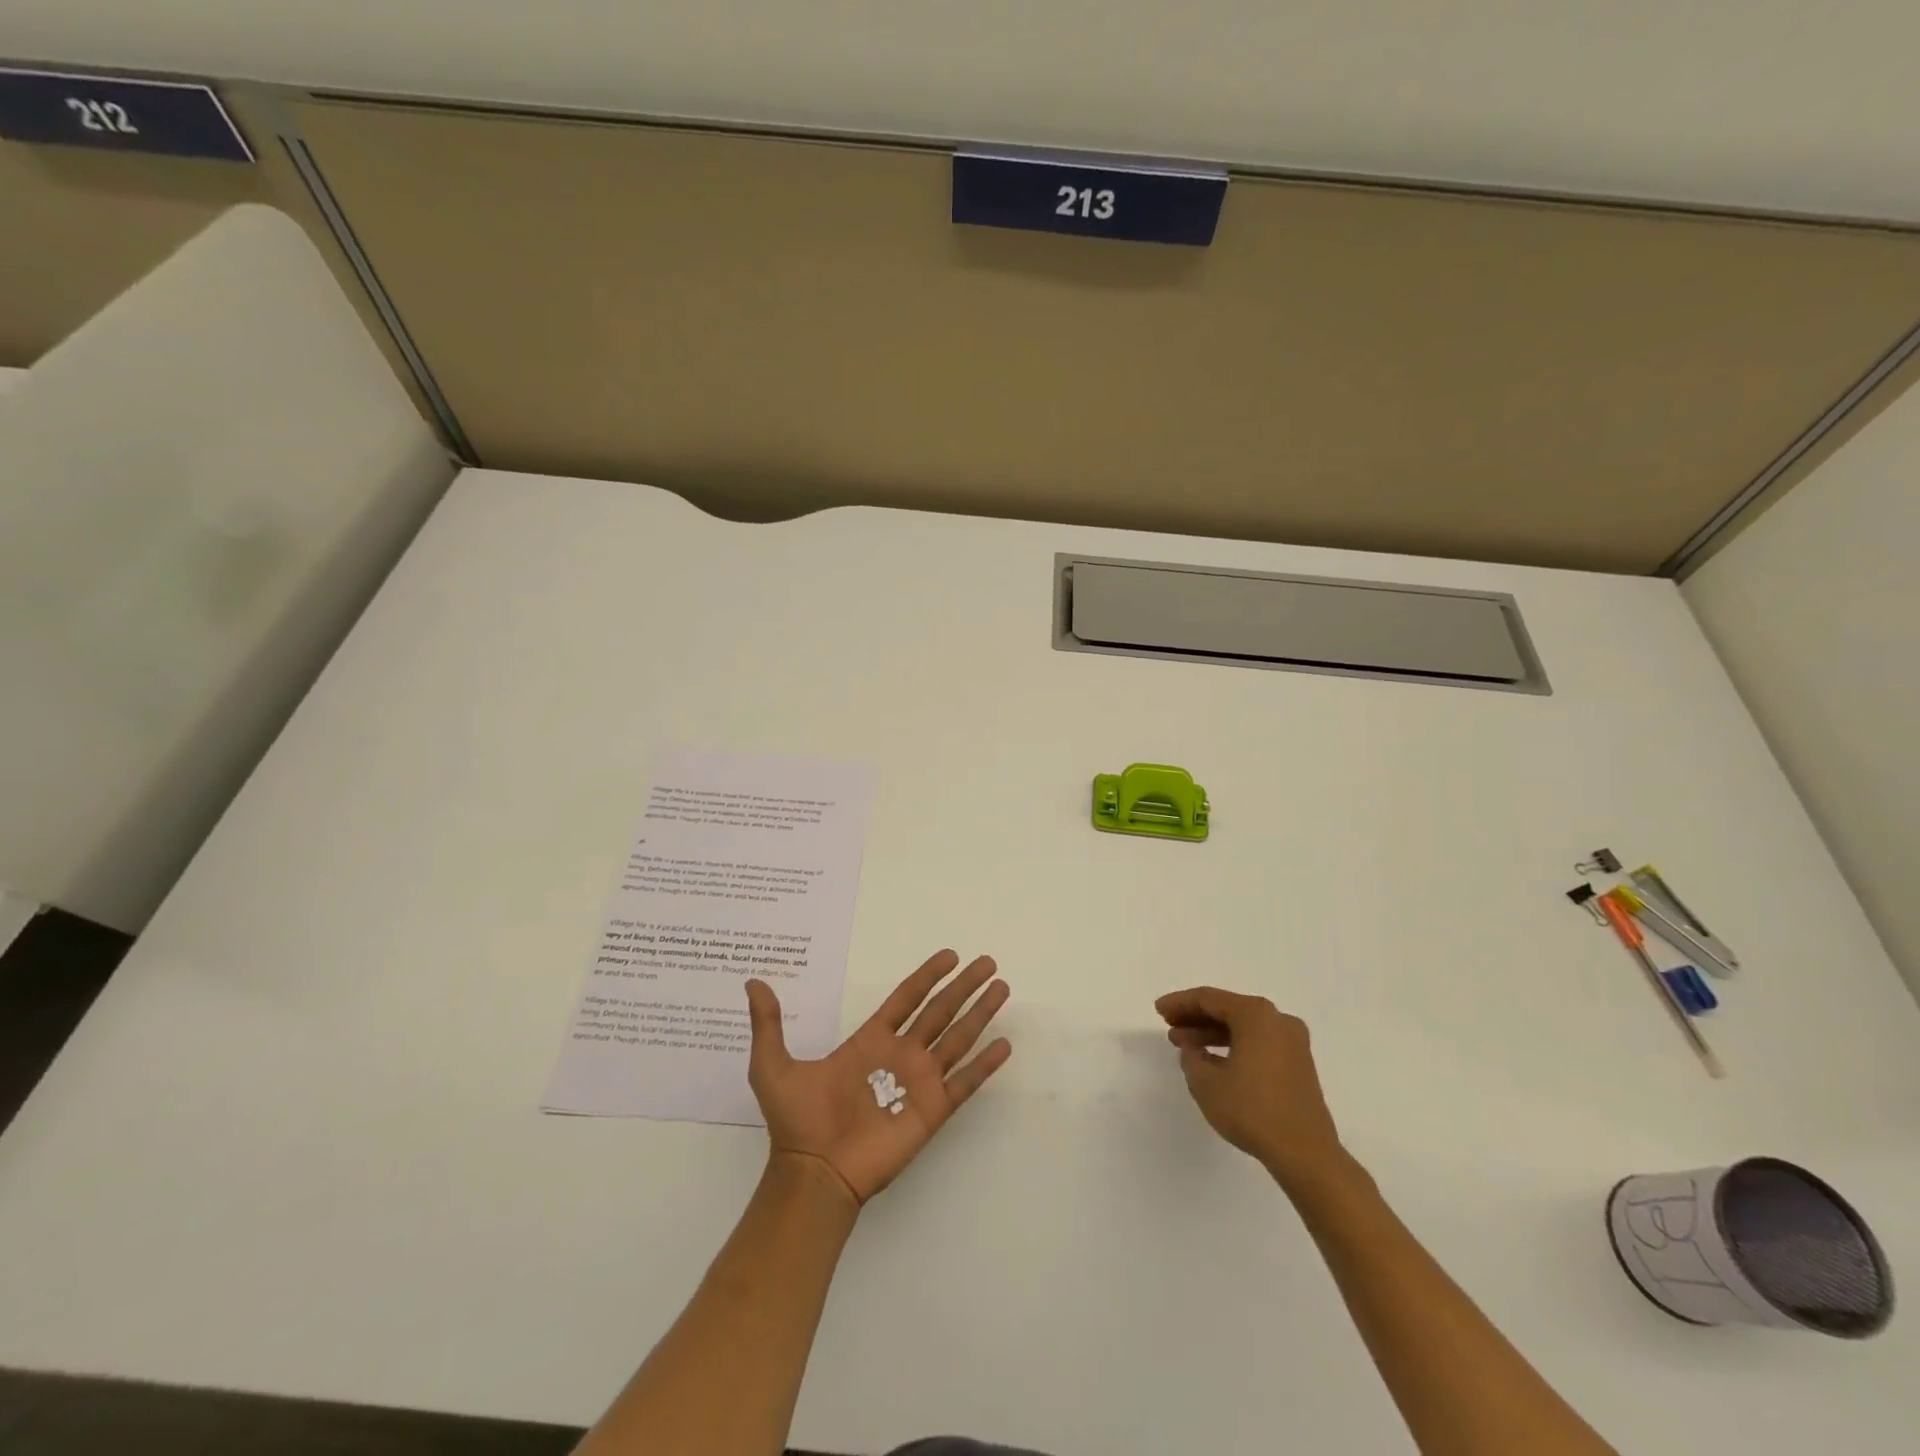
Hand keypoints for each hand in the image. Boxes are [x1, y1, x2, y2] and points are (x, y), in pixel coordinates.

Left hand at [746, 950, 1011, 1207]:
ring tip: (1002, 989)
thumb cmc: (795, 1121)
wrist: (811, 1174)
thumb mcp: (772, 1065)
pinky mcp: (932, 1111)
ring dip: (980, 1014)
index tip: (950, 955)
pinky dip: (986, 1065)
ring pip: (958, 1038)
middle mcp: (901, 1055)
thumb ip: (768, 1024)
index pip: (907, 998)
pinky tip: (1005, 1045)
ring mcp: (919, 1082)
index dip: (928, 976)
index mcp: (871, 1040)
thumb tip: (752, 982)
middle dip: (964, 987)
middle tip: (987, 963)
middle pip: (940, 1011)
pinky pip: (965, 1082)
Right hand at [1156, 986, 1345, 1183]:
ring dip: (1212, 1033)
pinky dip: (1233, 1046)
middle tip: (1169, 1026)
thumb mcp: (1206, 1082)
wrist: (1306, 1154)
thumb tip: (1193, 1049)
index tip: (1158, 1010)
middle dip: (1195, 1017)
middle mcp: (1277, 1020)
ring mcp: (1292, 1042)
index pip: (1209, 999)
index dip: (1180, 1003)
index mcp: (1256, 1015)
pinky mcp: (1298, 1064)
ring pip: (1243, 1027)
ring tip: (1186, 1046)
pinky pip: (1258, 1043)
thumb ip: (1191, 1057)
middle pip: (1228, 1009)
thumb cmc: (1252, 1110)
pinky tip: (1213, 1060)